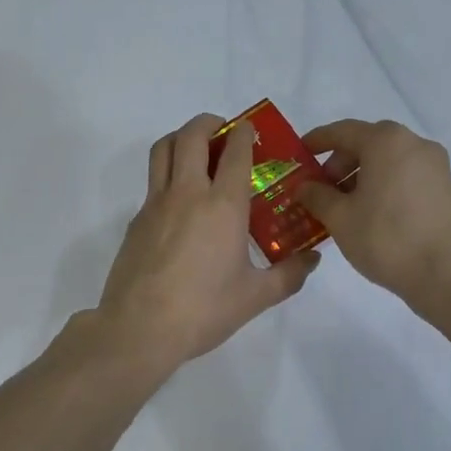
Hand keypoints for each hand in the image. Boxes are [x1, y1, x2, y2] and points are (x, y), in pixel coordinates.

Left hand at [94, 113, 319, 375]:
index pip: (235, 152)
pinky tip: (181, 201)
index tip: (251, 129)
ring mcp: (156, 203)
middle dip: (208, 123)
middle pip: (191, 136)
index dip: (245, 134)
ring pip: (163, 150)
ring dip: (181, 137)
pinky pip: (153, 182)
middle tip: (222, 130)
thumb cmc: (204, 310)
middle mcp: (188, 193)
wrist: (140, 328)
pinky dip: (168, 173)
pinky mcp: (137, 219)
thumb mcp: (256, 297)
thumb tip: (313, 259)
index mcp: (223, 206)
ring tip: (197, 149)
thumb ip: (289, 275)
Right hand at [296, 118, 450, 307]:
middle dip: (339, 162)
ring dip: (361, 174)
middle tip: (320, 188)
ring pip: (387, 159)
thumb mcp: (339, 217)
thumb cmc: (385, 237)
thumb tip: (305, 187)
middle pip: (366, 142)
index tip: (299, 153)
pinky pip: (404, 173)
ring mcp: (434, 164)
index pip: (342, 131)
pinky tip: (370, 210)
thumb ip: (316, 195)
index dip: (317, 141)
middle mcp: (413, 143)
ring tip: (343, 204)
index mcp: (385, 141)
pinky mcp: (444, 186)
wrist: (445, 274)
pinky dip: (383, 183)